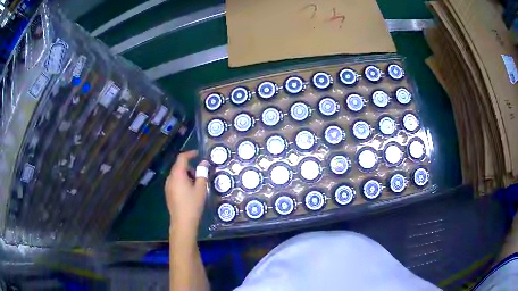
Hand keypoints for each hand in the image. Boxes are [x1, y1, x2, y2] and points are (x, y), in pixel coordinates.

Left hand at [165, 150, 208, 234]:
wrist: (182, 222)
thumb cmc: (193, 204)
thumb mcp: (201, 188)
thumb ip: (202, 173)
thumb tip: (204, 163)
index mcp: (177, 174)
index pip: (182, 158)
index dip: (190, 154)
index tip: (198, 154)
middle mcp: (170, 178)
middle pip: (178, 166)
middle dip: (189, 166)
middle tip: (200, 173)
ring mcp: (167, 186)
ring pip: (177, 175)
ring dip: (186, 174)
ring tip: (196, 184)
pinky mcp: (168, 193)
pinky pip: (175, 182)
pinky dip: (182, 181)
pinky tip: (189, 191)